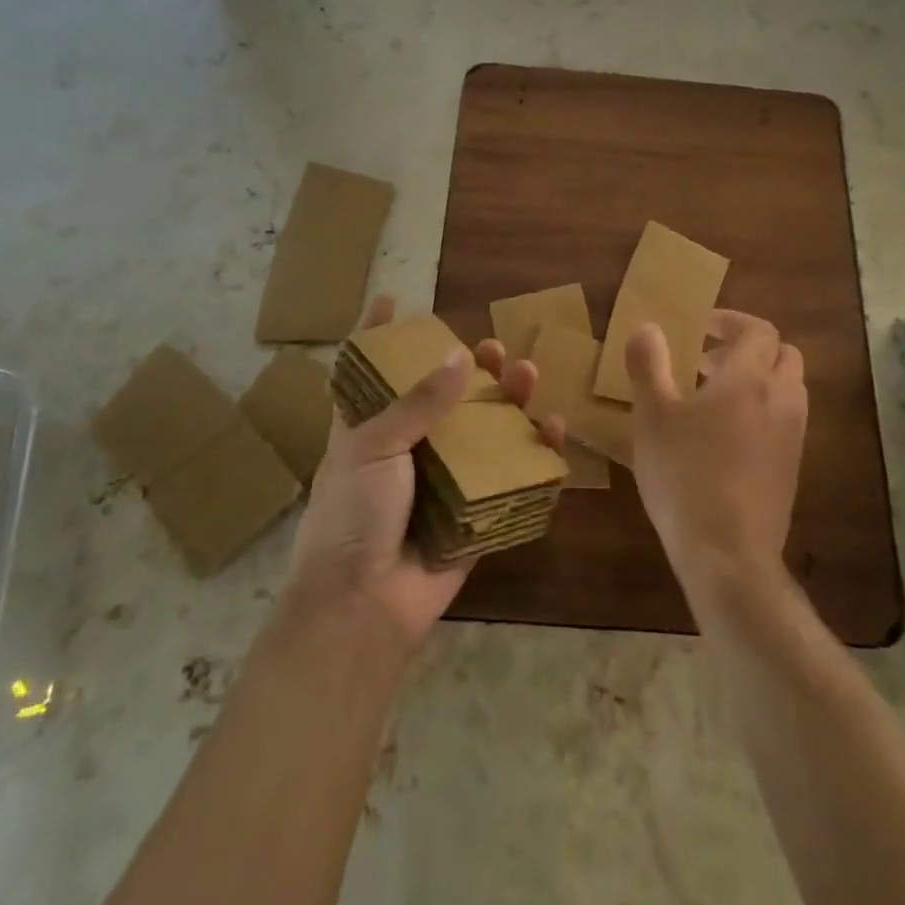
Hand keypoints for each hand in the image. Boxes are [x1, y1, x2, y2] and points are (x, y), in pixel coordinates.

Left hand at [280, 296, 545, 652]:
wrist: (362, 606)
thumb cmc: (353, 515)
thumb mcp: (372, 447)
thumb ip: (418, 403)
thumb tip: (462, 356)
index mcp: (368, 430)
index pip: (369, 371)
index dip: (375, 334)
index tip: (390, 298)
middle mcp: (407, 449)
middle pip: (442, 397)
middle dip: (469, 368)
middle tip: (493, 347)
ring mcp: (444, 480)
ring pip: (482, 430)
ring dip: (507, 400)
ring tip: (526, 372)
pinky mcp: (474, 511)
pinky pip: (509, 475)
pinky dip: (533, 451)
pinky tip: (552, 426)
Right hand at [626, 310, 806, 589]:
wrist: (728, 555)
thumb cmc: (685, 476)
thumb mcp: (652, 417)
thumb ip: (649, 366)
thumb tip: (647, 327)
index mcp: (750, 379)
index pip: (758, 330)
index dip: (731, 321)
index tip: (700, 327)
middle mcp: (781, 400)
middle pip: (783, 354)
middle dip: (749, 348)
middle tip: (708, 361)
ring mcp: (793, 436)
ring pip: (788, 388)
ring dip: (758, 379)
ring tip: (713, 398)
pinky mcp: (792, 468)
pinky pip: (786, 420)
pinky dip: (763, 410)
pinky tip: (725, 437)